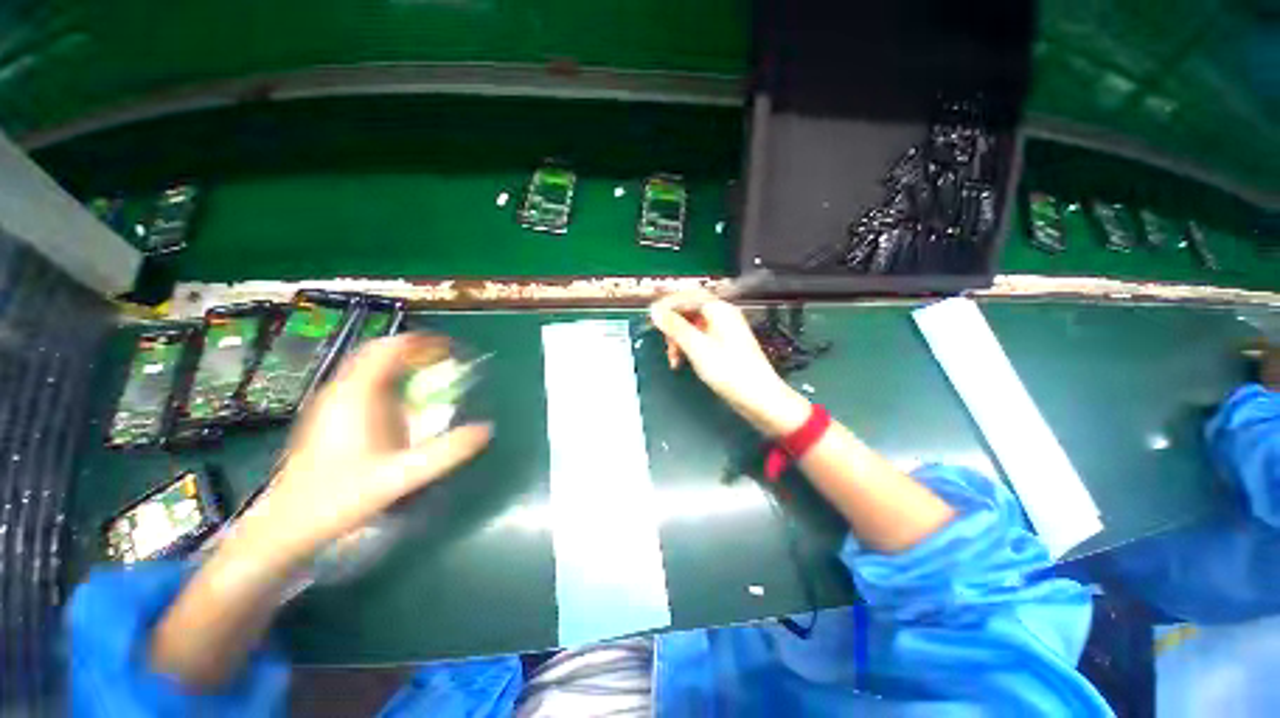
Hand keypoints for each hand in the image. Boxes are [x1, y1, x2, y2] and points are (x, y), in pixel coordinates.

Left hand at [238, 334, 491, 563]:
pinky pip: (362, 384)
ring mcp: (331, 403)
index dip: (421, 343)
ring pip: (368, 367)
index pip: (389, 350)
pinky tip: (400, 403)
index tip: (450, 348)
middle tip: (443, 359)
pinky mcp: (328, 417)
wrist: (287, 524)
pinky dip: (387, 380)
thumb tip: (486, 429)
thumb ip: (445, 453)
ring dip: (400, 364)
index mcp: (356, 396)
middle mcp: (341, 391)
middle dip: (413, 351)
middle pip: (378, 353)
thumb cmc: (341, 496)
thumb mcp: (400, 476)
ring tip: (428, 374)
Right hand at [650, 292, 809, 435]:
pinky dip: (688, 347)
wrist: (759, 398)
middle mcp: (722, 316)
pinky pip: (699, 339)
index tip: (651, 317)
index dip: (667, 304)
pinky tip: (683, 361)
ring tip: (673, 359)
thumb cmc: (730, 371)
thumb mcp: (697, 348)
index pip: (688, 296)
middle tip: (664, 343)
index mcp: (719, 310)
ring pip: (692, 327)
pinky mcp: (723, 346)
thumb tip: (655, 310)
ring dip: (678, 339)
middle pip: (689, 311)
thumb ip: (675, 327)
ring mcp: (724, 331)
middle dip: (673, 326)